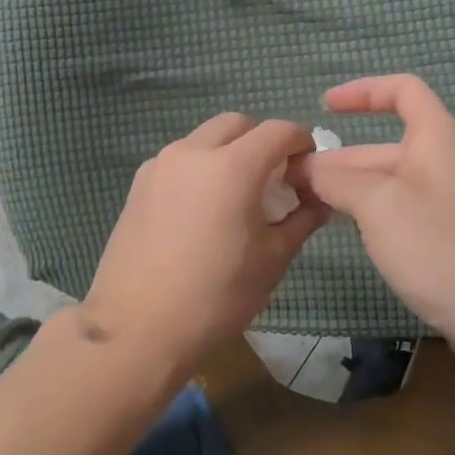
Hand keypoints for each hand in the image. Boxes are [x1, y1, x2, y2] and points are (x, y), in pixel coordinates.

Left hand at [79, 113, 328, 377]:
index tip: (307, 167)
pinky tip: (202, 209)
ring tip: (236, 195)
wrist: (137, 329)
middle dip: (262, 140)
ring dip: (228, 151)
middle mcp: (192, 152)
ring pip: (204, 138)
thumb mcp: (272, 260)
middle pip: (237, 124)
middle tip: (274, 177)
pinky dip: (200, 167)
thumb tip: (317, 200)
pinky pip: (179, 159)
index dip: (301, 142)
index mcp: (231, 167)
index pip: (278, 131)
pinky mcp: (138, 184)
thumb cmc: (216, 297)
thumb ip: (301, 219)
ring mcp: (159, 165)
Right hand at [299, 76, 454, 354]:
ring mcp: (454, 204)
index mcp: (439, 139)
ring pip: (393, 183)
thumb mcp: (377, 205)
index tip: (324, 107)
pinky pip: (405, 211)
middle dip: (341, 159)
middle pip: (387, 146)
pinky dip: (373, 213)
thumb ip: (337, 179)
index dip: (363, 90)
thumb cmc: (440, 247)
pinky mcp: (454, 239)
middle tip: (294, 181)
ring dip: (352, 188)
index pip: (403, 90)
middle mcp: (449, 164)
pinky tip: (352, 233)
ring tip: (311, 206)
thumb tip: (307, 169)